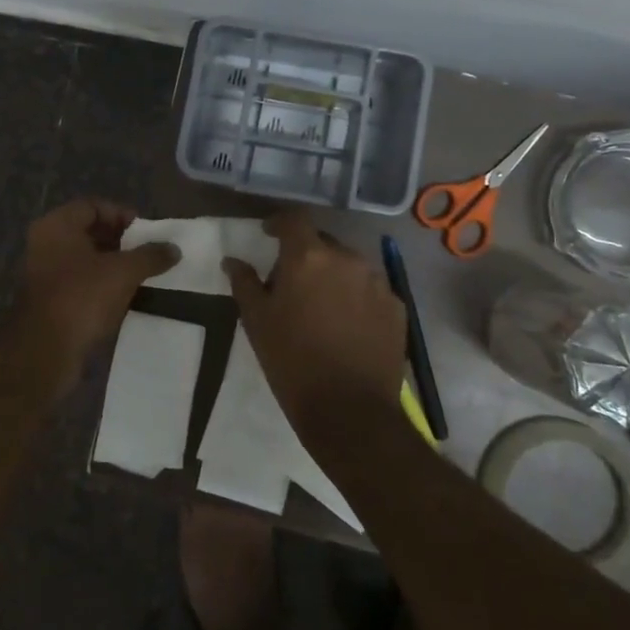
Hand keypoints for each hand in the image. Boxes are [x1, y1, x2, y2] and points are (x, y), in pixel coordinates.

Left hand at [4, 198, 180, 399]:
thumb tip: (174, 249)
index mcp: (57, 226)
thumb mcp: (123, 272)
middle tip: (146, 253)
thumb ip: (150, 256)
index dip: (121, 214)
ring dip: (112, 264)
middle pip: (88, 231)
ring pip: (85, 259)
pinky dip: (101, 285)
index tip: (145, 232)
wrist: (44, 351)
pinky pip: (80, 282)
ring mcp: (44, 273)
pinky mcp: (49, 300)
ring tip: (141, 275)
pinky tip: (124, 296)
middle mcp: (46, 244)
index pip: (93, 206)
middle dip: (120, 240)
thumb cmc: (82, 298)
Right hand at [223, 211, 405, 440]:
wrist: (350, 411)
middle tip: (292, 282)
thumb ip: (244, 283)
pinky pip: (370, 289)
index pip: (294, 219)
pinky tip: (347, 324)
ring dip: (333, 275)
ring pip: (349, 265)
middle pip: (323, 242)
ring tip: (321, 305)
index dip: (279, 223)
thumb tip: (233, 261)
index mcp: (308, 256)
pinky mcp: (396, 306)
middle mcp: (347, 258)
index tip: (269, 235)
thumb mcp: (257, 322)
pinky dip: (356, 297)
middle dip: (306, 254)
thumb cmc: (292, 361)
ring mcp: (377, 281)